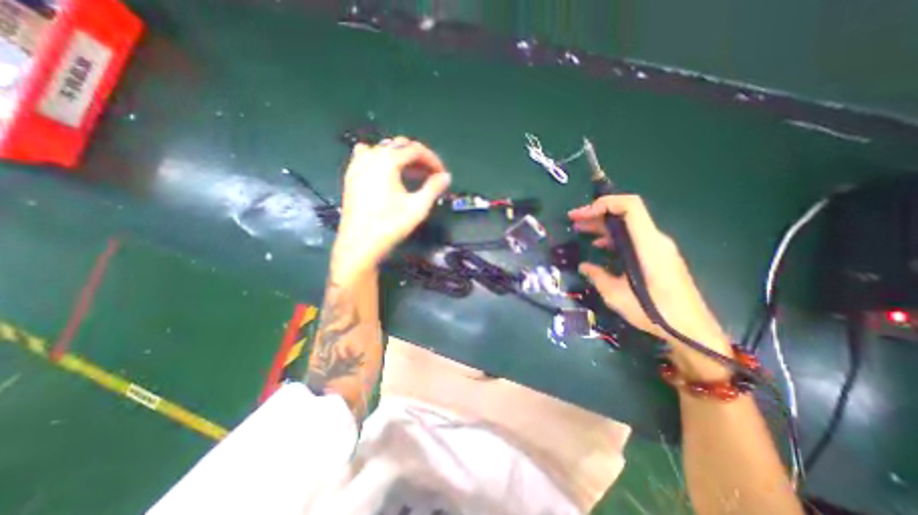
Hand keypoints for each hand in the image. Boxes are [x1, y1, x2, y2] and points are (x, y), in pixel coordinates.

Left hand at [336, 137, 452, 280]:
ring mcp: (357, 166)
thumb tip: (446, 176)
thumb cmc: (390, 226)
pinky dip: (380, 159)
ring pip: (383, 149)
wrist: (359, 245)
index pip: (415, 149)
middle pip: (399, 146)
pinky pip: (366, 156)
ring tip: (411, 174)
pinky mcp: (350, 177)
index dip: (433, 160)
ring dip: (400, 157)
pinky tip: (385, 174)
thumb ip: (433, 188)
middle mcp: (371, 157)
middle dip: (418, 158)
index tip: (442, 174)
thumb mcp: (418, 207)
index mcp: (387, 161)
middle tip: (430, 175)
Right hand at [572, 194, 736, 380]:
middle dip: (597, 213)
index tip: (583, 213)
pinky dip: (614, 237)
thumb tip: (583, 267)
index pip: (630, 206)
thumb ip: (597, 276)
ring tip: (580, 229)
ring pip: (628, 226)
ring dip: (603, 225)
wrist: (691, 330)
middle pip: (626, 214)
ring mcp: (658, 248)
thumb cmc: (654, 312)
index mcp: (647, 245)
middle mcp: (655, 240)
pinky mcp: (659, 256)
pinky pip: (634, 238)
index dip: (605, 203)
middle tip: (573, 219)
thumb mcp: (616, 295)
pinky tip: (599, 246)